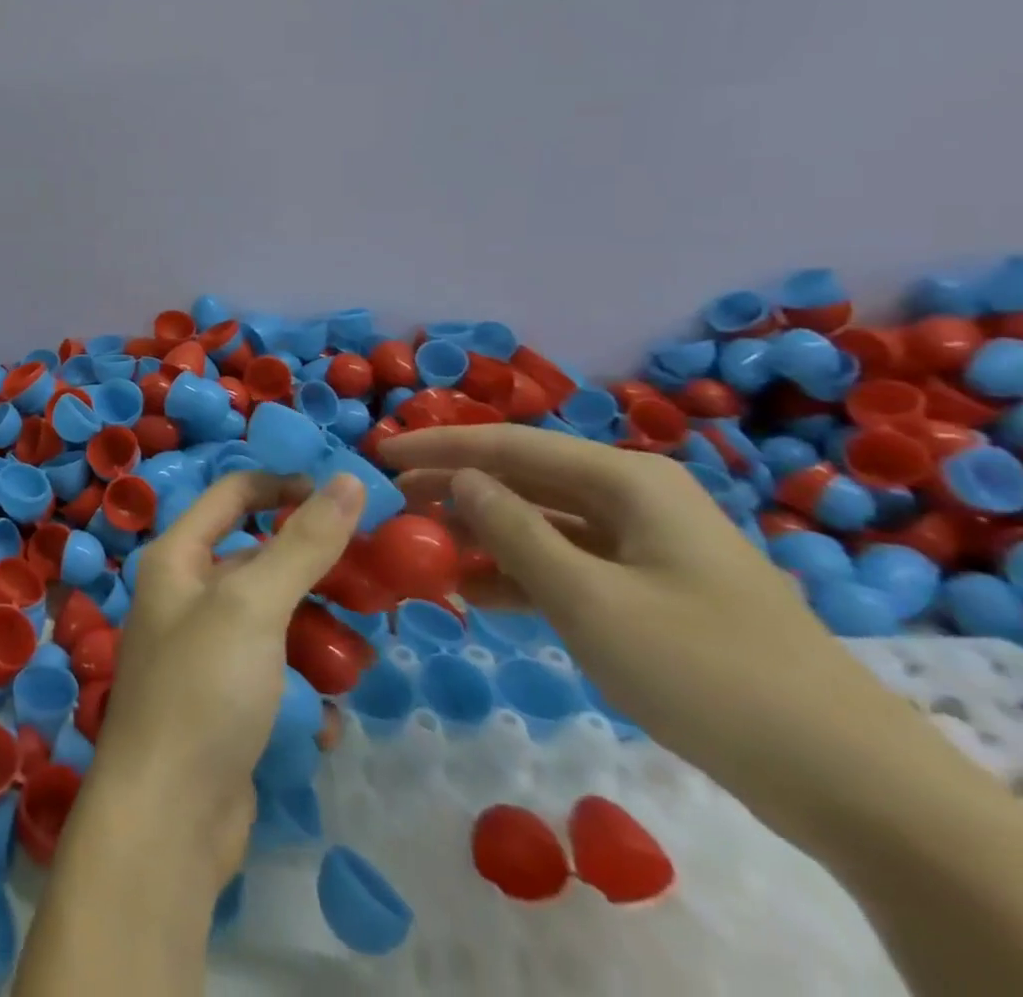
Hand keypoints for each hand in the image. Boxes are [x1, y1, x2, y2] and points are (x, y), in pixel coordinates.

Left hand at [87, 471, 363, 891]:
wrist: (168, 820)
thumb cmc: (203, 690)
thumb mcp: (254, 604)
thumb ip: (302, 542)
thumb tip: (349, 479)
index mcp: (177, 557)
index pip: (233, 494)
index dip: (284, 486)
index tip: (345, 500)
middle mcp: (186, 595)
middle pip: (260, 559)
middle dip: (315, 569)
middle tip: (374, 582)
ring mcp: (206, 652)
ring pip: (275, 620)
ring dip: (319, 635)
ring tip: (361, 657)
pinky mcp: (226, 702)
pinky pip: (274, 674)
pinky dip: (302, 688)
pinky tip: (325, 719)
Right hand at [380, 425, 897, 785]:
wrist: (846, 779)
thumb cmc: (701, 669)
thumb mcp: (586, 599)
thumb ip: (512, 531)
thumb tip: (458, 480)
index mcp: (625, 480)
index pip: (509, 445)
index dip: (439, 447)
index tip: (379, 455)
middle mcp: (633, 497)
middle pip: (524, 479)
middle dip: (456, 491)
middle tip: (392, 506)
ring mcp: (644, 545)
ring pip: (542, 523)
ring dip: (482, 537)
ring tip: (421, 553)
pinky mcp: (650, 590)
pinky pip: (567, 564)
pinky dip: (519, 575)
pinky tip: (474, 595)